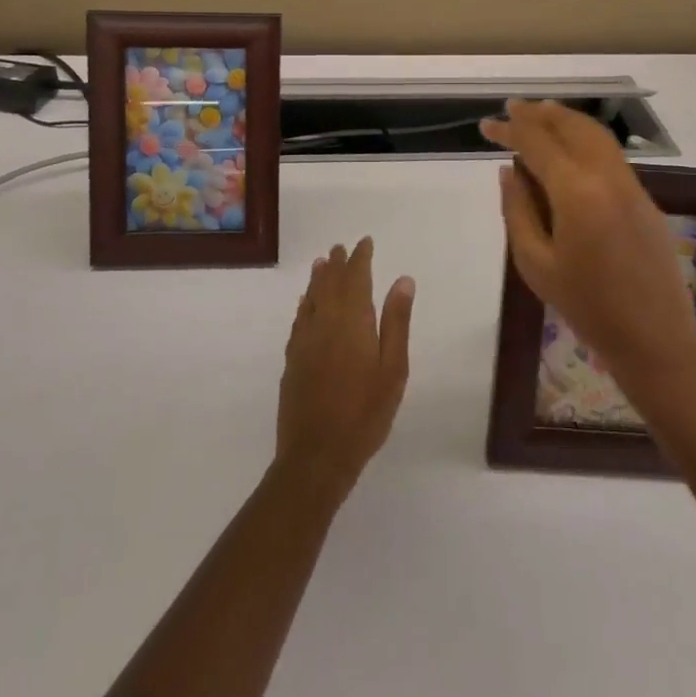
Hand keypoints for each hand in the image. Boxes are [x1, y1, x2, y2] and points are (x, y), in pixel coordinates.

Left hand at [275, 238, 414, 502]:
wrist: (317, 455)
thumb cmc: (365, 412)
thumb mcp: (393, 369)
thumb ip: (396, 322)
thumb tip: (403, 280)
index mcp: (352, 321)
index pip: (356, 278)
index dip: (360, 258)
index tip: (365, 242)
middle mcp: (325, 322)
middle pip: (330, 284)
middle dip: (338, 264)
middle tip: (341, 247)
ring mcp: (304, 341)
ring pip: (311, 298)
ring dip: (318, 279)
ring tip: (321, 262)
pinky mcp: (292, 360)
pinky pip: (299, 319)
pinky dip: (304, 304)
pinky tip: (305, 303)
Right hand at [482, 100, 695, 384]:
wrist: (654, 339)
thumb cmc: (586, 307)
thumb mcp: (536, 263)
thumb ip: (517, 210)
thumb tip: (509, 170)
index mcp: (576, 193)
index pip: (537, 143)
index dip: (510, 129)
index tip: (486, 124)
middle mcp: (607, 177)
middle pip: (571, 127)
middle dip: (539, 114)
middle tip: (512, 109)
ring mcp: (632, 186)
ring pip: (596, 135)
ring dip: (565, 120)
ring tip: (539, 114)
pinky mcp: (645, 199)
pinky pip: (610, 155)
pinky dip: (585, 139)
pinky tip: (570, 150)